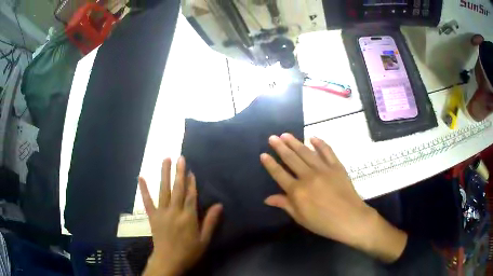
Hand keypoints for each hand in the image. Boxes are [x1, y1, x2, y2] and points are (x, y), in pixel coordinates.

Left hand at [139, 157, 222, 275]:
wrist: (168, 261)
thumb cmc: (189, 252)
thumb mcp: (204, 240)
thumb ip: (210, 222)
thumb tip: (219, 205)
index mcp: (188, 217)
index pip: (190, 196)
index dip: (192, 182)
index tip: (191, 170)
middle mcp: (174, 212)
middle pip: (177, 189)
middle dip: (179, 173)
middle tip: (180, 157)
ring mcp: (162, 213)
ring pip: (163, 191)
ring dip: (164, 175)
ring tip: (165, 160)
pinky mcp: (152, 216)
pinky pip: (147, 201)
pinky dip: (144, 189)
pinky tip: (141, 177)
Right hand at [260, 134, 406, 262]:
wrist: (350, 219)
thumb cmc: (323, 223)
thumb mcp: (301, 218)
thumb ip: (285, 204)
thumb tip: (267, 198)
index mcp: (297, 191)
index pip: (279, 174)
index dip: (270, 164)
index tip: (263, 154)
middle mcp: (308, 176)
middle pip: (291, 159)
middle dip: (280, 147)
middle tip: (272, 137)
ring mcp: (324, 169)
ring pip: (306, 152)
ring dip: (295, 142)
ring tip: (286, 135)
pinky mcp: (337, 166)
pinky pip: (327, 151)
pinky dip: (320, 143)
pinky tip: (312, 137)